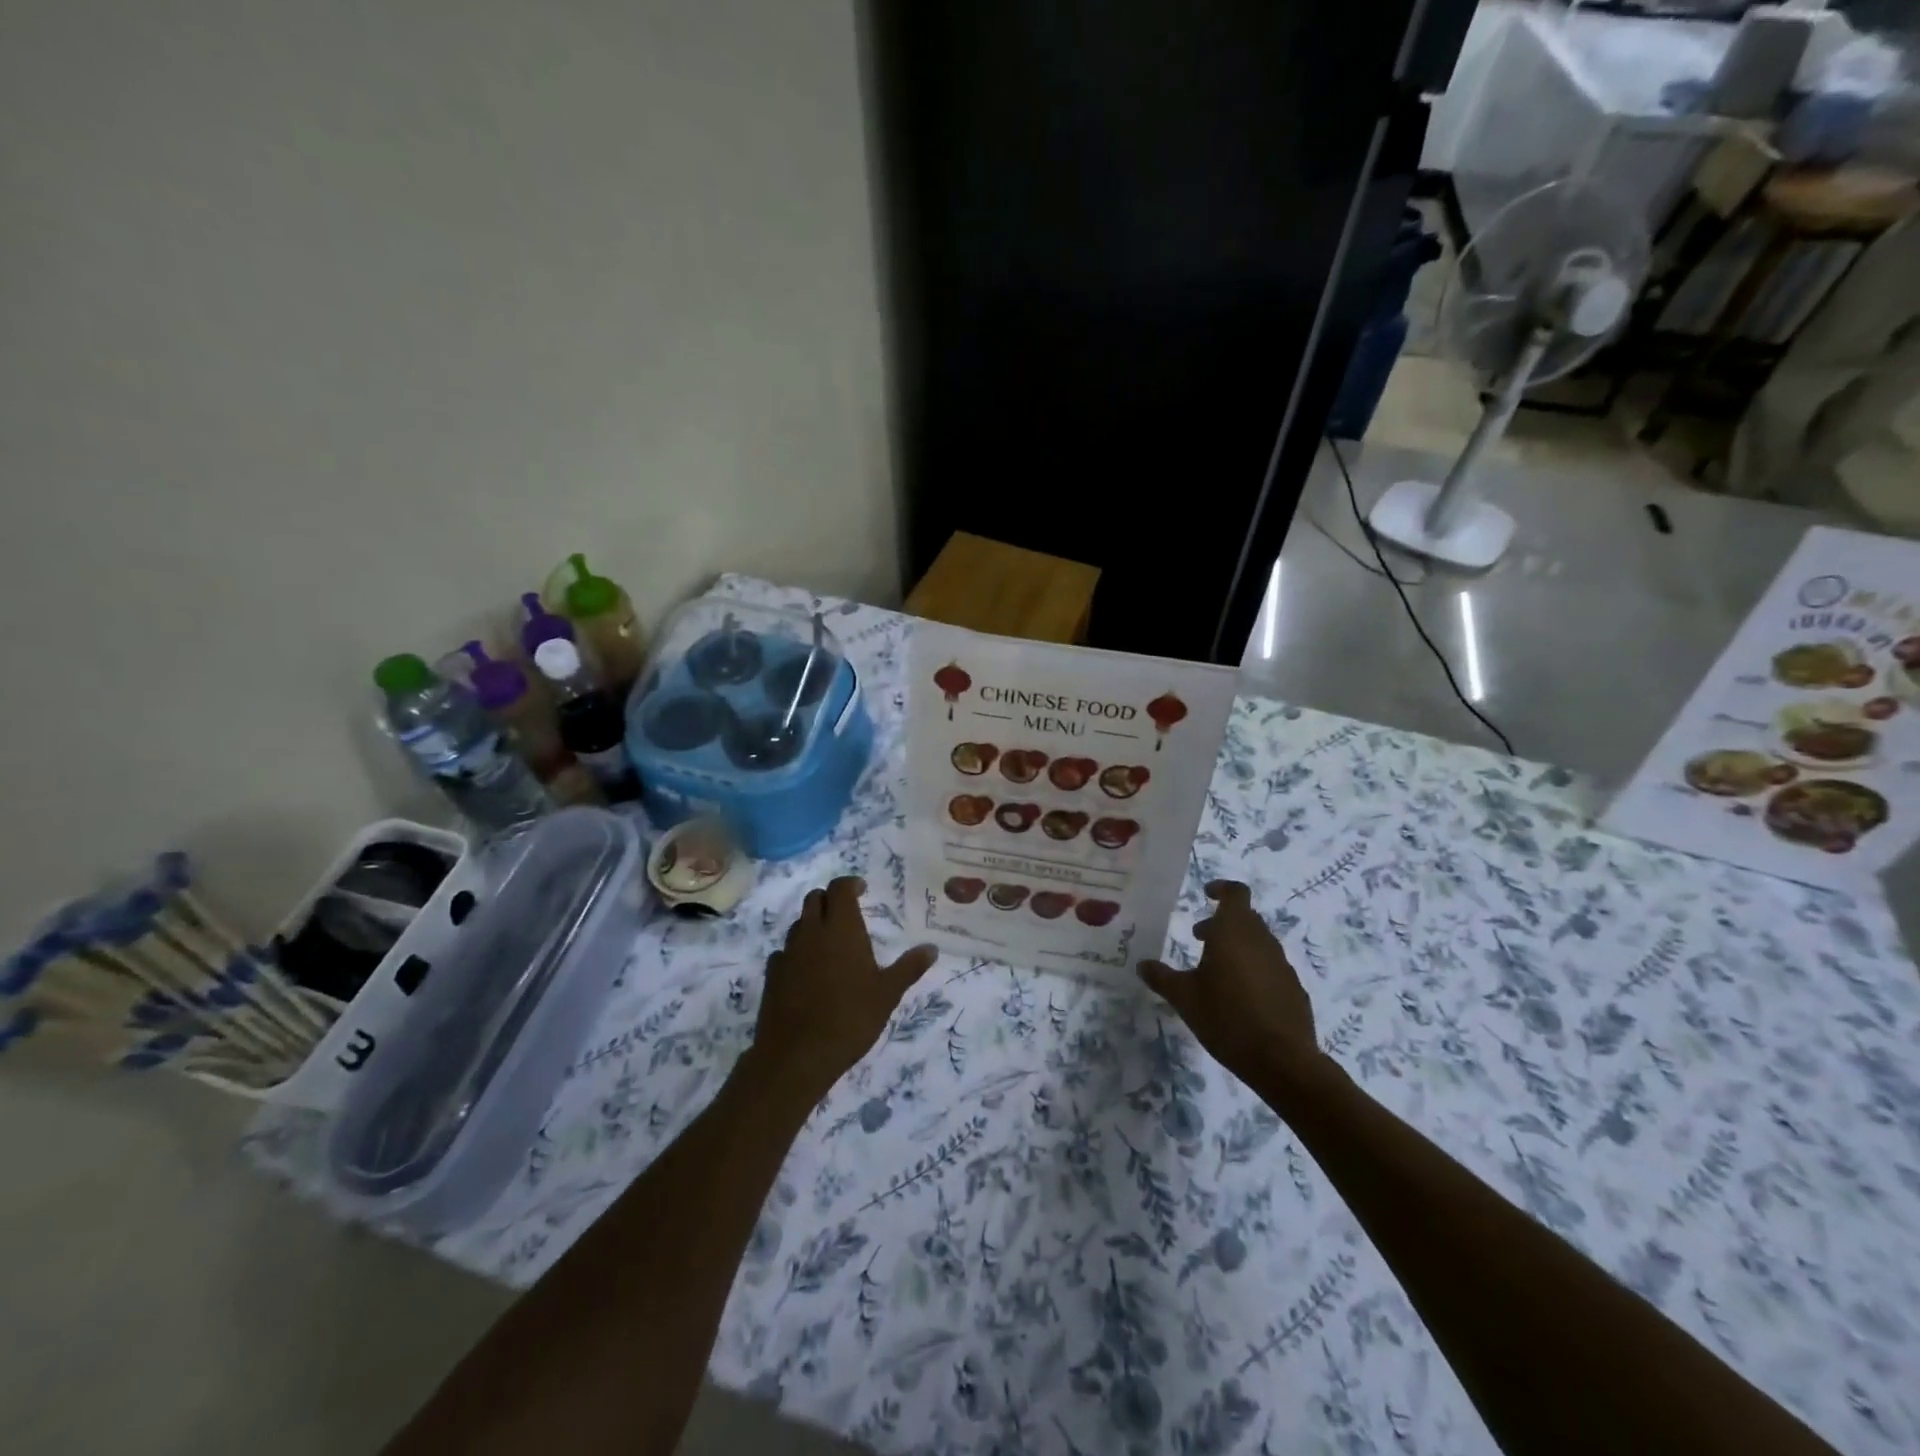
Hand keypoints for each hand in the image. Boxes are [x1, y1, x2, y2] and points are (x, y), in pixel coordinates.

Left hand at [747, 877, 937, 1102]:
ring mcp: (788, 953)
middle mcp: (812, 932)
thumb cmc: (850, 1018)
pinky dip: (796, 952)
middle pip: (814, 899)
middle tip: (846, 912)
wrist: (797, 1055)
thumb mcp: (887, 994)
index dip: (850, 884)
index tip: (861, 889)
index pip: (840, 888)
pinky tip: (807, 971)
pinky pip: (784, 952)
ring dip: (812, 924)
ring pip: (798, 924)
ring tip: (829, 943)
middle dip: (829, 899)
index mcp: (841, 928)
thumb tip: (932, 948)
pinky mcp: (772, 975)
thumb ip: (909, 968)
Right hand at [1138, 880, 1325, 1095]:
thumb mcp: (1184, 998)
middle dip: (1221, 924)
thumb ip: (1162, 977)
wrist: (1282, 1061)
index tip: (1206, 894)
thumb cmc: (1226, 1018)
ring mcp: (1282, 965)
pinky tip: (1240, 997)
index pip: (1236, 893)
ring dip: (1237, 947)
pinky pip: (1270, 968)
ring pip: (1258, 943)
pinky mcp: (1294, 989)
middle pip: (1244, 918)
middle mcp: (1262, 941)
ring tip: (1215, 970)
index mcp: (1234, 932)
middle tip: (1198, 938)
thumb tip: (1142, 965)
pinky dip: (1253, 970)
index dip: (1221, 889)